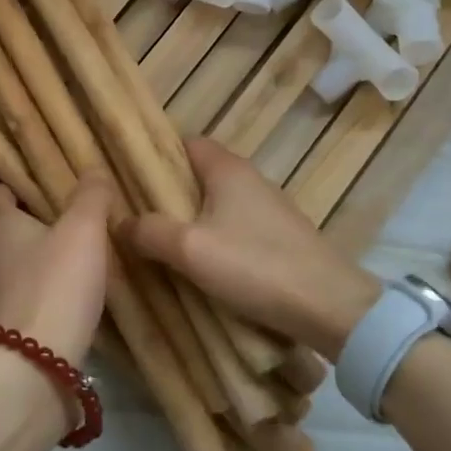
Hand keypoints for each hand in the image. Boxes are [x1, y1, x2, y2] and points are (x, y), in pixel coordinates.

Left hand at [0, 171, 113, 365]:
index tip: (26, 184)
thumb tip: (94, 169)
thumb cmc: (57, 281)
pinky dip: (27, 287)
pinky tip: (53, 290)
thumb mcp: (83, 229)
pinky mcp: (6, 324)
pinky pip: (13, 294)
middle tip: (32, 219)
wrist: (37, 359)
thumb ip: (91, 197)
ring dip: (15, 258)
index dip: (9, 189)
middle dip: (4, 225)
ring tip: (45, 254)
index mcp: (1, 226)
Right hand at [123, 139, 377, 360]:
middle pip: (200, 173)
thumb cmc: (255, 266)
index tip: (129, 176)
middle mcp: (250, 178)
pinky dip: (216, 235)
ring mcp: (270, 207)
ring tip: (162, 241)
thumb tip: (119, 221)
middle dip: (169, 191)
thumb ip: (149, 231)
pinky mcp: (282, 236)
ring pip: (218, 202)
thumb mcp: (189, 249)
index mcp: (227, 169)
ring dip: (192, 217)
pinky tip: (203, 263)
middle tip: (137, 214)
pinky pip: (236, 225)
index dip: (157, 154)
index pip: (186, 142)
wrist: (331, 308)